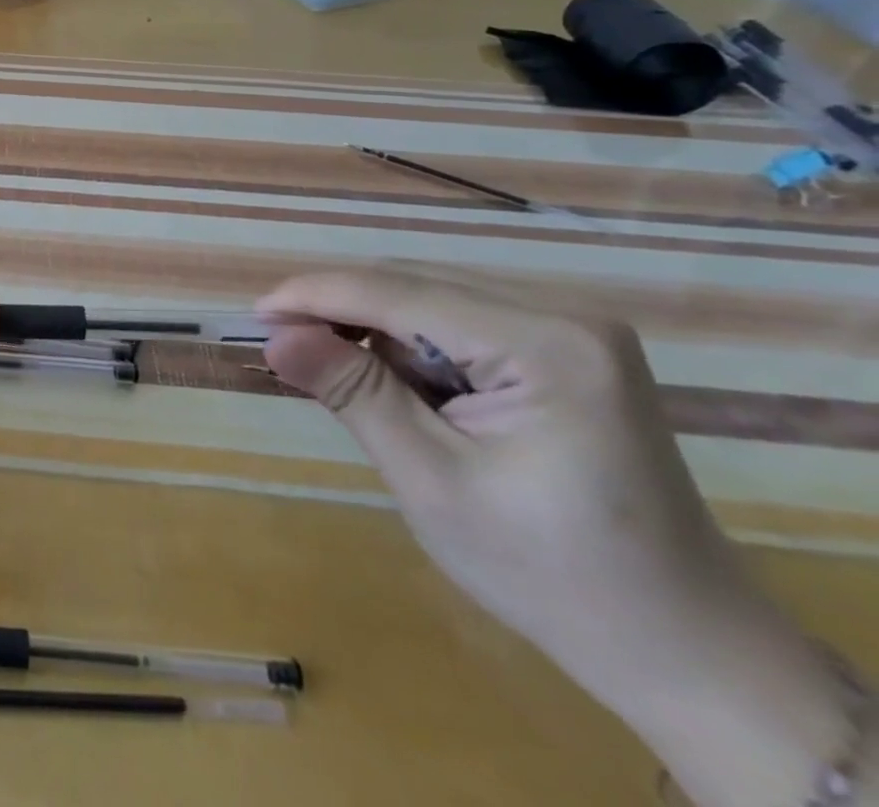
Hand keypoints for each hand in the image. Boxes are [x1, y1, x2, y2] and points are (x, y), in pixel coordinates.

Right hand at [261, 269, 851, 806]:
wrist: (685, 651)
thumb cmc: (553, 576)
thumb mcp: (432, 482)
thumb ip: (353, 393)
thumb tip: (275, 335)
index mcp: (548, 345)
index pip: (400, 294)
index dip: (317, 296)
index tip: (254, 314)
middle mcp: (565, 315)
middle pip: (415, 288)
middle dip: (342, 313)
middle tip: (281, 345)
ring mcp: (571, 331)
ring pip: (431, 302)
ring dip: (374, 332)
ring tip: (332, 373)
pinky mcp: (565, 352)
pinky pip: (458, 326)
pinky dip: (410, 350)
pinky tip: (393, 386)